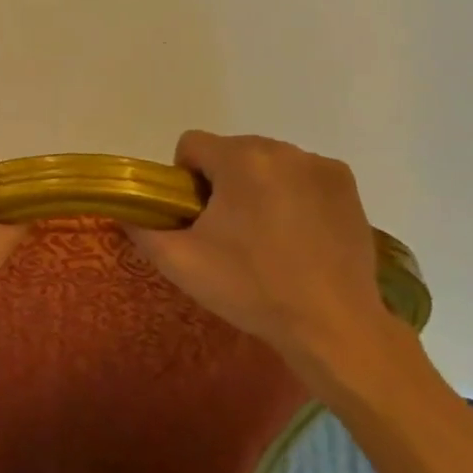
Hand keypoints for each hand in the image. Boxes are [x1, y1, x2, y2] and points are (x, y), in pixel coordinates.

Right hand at [126, 131, 404, 395]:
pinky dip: (294, 194)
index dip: (185, 180)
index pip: (192, 145)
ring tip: (268, 237)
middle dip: (223, 183)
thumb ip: (142, 229)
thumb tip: (126, 211)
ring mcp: (319, 165)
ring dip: (258, 186)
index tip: (198, 218)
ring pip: (267, 162)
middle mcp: (282, 149)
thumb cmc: (252, 289)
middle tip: (230, 233)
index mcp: (240, 159)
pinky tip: (300, 234)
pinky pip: (302, 175)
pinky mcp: (346, 184)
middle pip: (231, 152)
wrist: (333, 327)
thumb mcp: (181, 263)